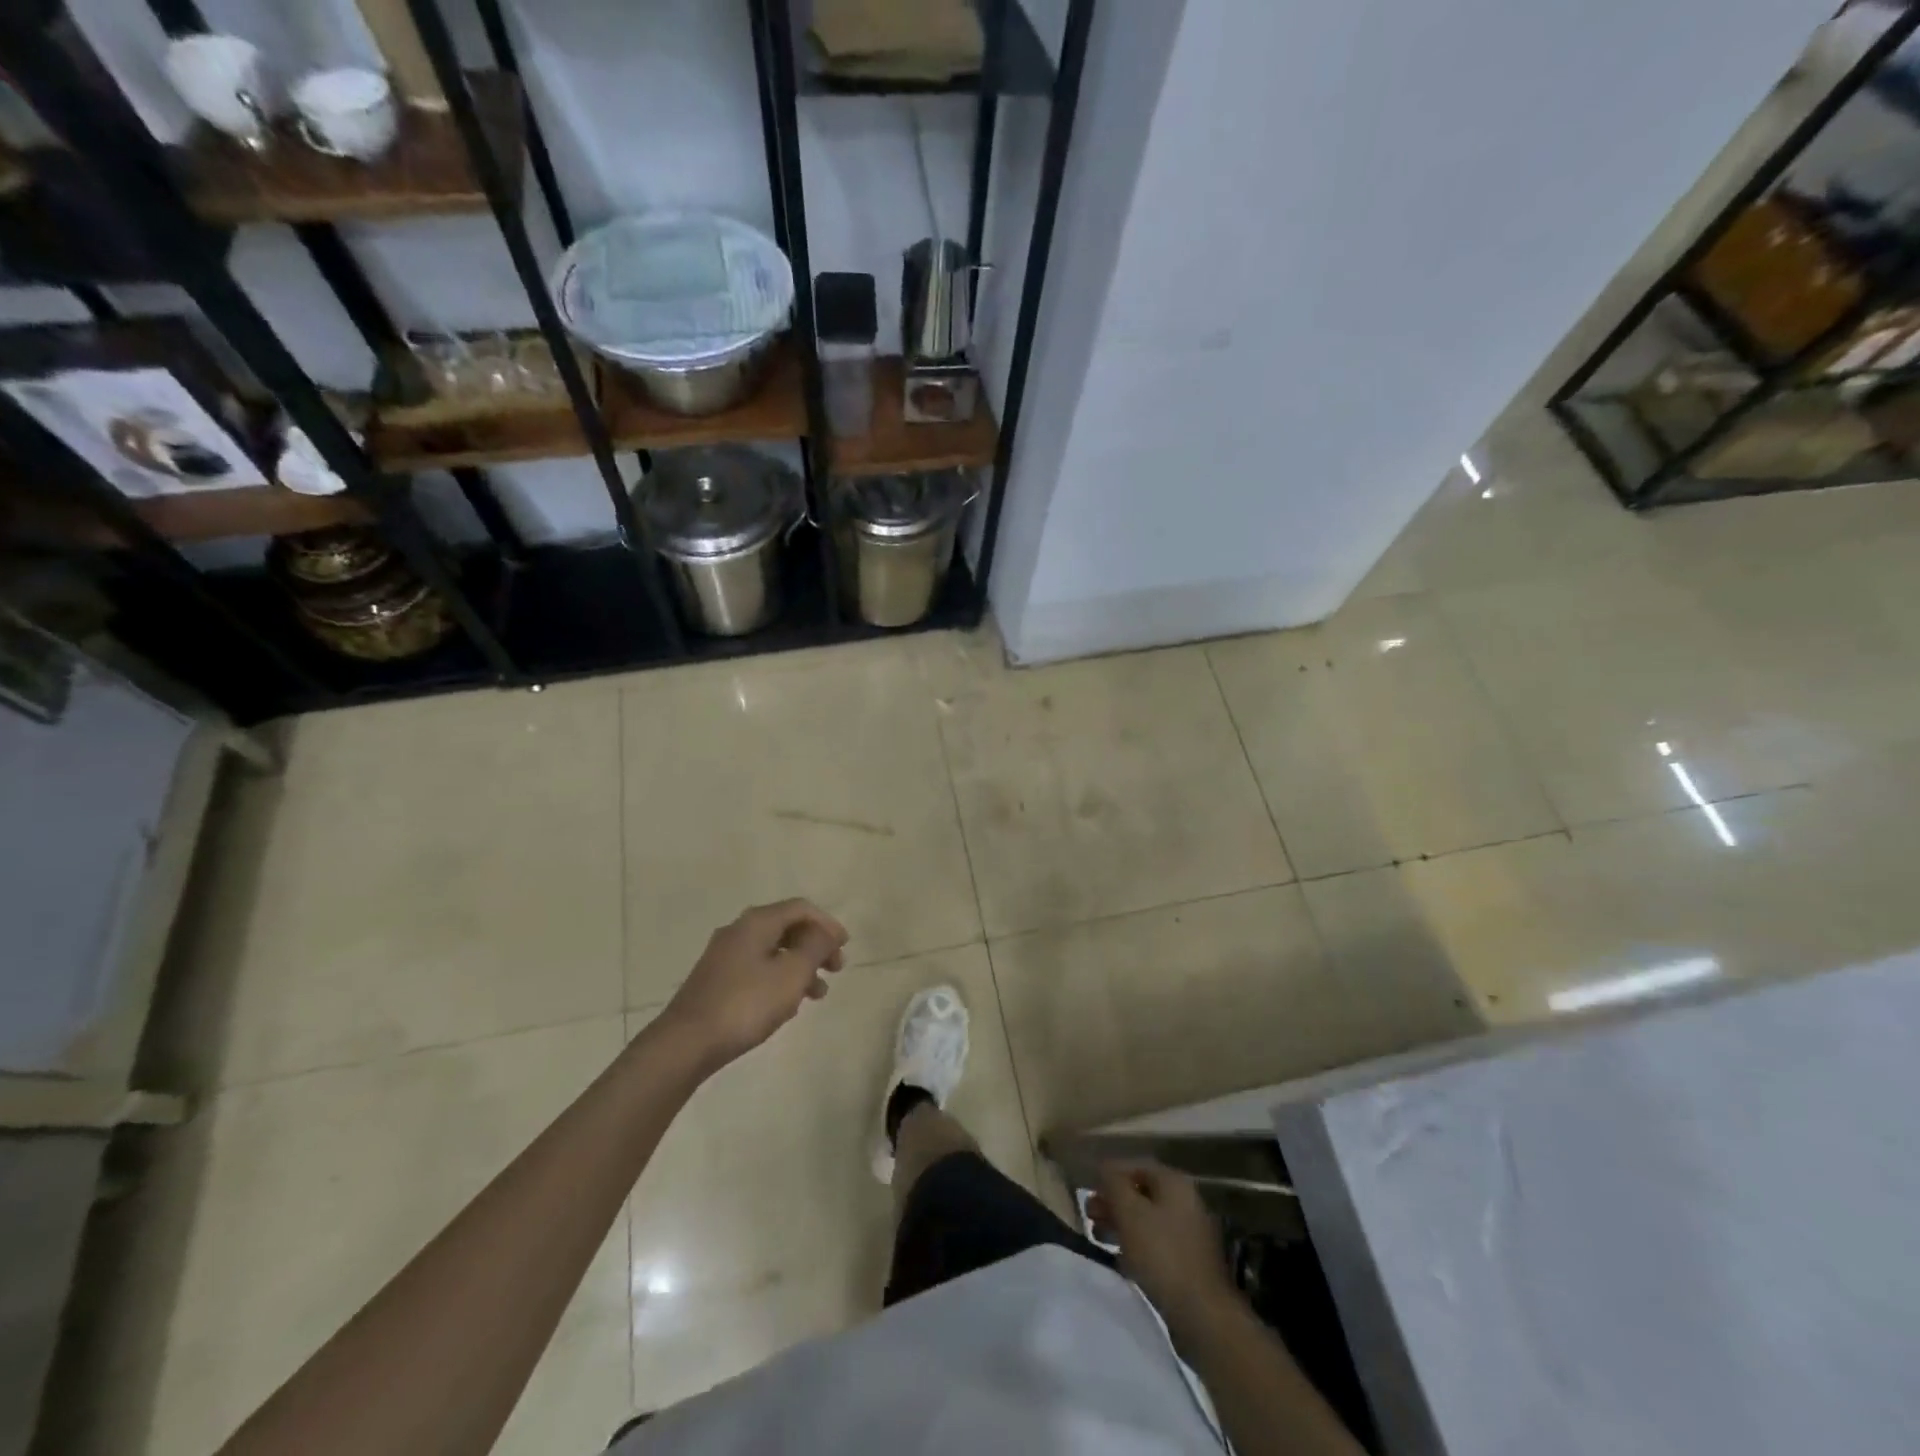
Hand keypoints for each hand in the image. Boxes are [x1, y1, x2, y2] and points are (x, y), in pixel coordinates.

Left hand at [661, 900, 848, 1070]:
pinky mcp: (716, 979)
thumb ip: (815, 947)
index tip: (845, 946)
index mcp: (757, 922)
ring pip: (773, 951)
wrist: (686, 1043)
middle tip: (835, 969)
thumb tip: (825, 933)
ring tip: (817, 995)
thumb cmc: (746, 1004)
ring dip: (800, 966)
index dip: (828, 923)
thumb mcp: (791, 974)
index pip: (801, 908)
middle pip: (787, 927)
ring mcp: (724, 955)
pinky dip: (779, 978)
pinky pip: (757, 968)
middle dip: (815, 946)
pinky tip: (786, 1005)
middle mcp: (739, 930)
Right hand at [1092, 1161, 1238, 1336]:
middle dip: (1112, 1201)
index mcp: (1174, 1183)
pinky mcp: (1187, 1262)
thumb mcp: (1129, 1213)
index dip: (1109, 1174)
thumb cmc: (1161, 1255)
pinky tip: (1118, 1258)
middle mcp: (1184, 1201)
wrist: (1201, 1314)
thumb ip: (1112, 1184)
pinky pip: (1154, 1243)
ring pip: (1146, 1219)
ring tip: (1097, 1235)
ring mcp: (1188, 1233)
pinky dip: (1134, 1244)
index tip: (1087, 1190)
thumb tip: (1102, 1166)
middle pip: (1141, 1192)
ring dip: (1120, 1223)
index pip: (1135, 1165)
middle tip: (1089, 1215)